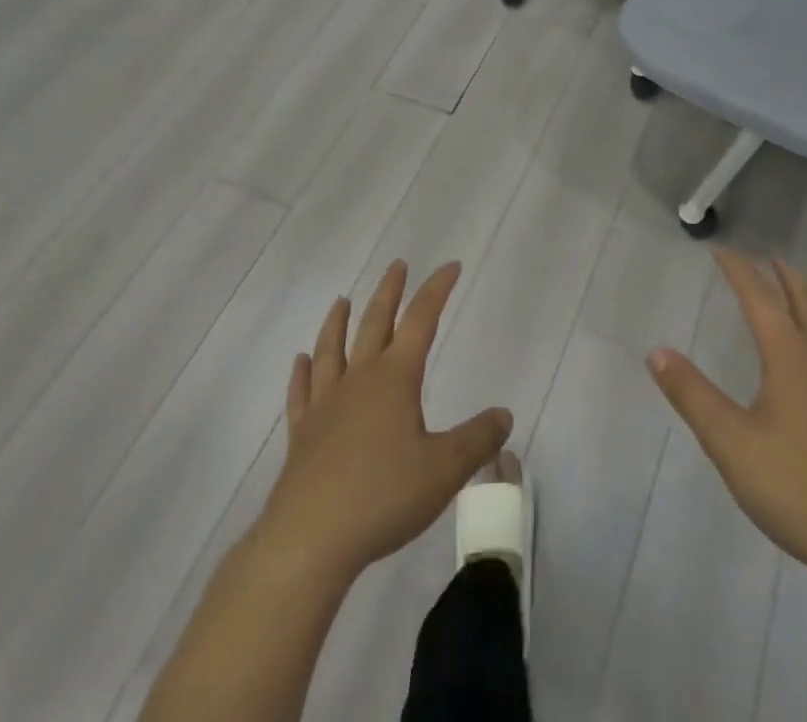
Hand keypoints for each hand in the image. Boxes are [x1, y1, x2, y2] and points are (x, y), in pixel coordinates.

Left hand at [256, 260, 512, 583]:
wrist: (310, 540)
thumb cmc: (383, 496)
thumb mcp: (445, 469)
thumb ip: (477, 439)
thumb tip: (504, 414)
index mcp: (395, 378)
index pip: (421, 320)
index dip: (437, 289)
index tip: (450, 266)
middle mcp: (359, 380)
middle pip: (374, 323)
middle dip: (389, 292)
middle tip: (397, 265)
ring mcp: (325, 405)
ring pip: (332, 350)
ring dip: (338, 322)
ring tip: (342, 300)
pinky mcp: (301, 435)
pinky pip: (301, 393)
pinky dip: (302, 373)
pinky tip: (301, 362)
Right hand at [647, 251, 806, 578]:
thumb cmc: (797, 488)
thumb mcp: (731, 444)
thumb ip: (692, 395)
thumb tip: (656, 351)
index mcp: (789, 354)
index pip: (759, 297)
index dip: (739, 270)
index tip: (721, 250)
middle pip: (805, 298)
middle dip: (783, 274)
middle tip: (766, 259)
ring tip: (804, 284)